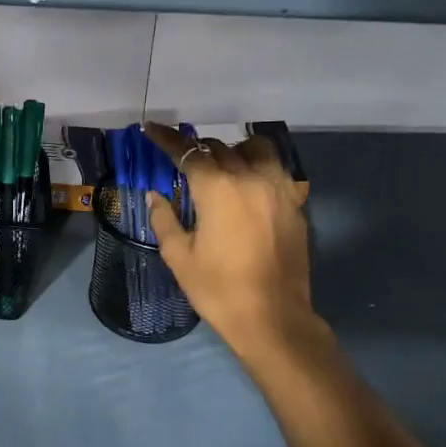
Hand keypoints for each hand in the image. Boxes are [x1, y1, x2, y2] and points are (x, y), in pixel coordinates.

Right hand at [141, 123, 320, 363]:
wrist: (272, 318)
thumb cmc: (218, 289)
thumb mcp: (179, 257)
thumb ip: (164, 219)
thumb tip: (156, 195)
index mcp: (218, 189)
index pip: (188, 152)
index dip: (166, 138)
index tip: (149, 128)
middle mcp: (250, 178)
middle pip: (221, 148)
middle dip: (198, 150)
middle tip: (183, 161)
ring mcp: (278, 189)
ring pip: (256, 149)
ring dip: (233, 151)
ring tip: (222, 168)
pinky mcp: (295, 204)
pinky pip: (275, 170)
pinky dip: (258, 167)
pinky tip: (247, 187)